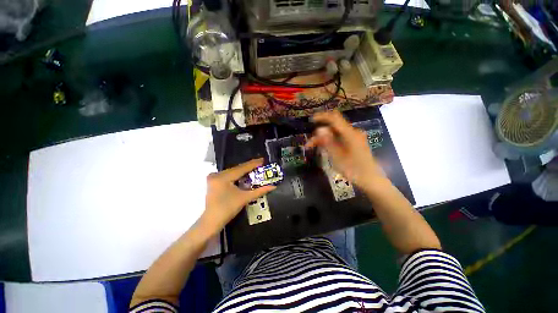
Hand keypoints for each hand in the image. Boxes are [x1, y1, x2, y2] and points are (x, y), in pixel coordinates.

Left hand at [199, 158, 275, 233]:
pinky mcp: (213, 181)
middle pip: (237, 169)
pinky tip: (244, 174)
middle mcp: (216, 174)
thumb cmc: (227, 210)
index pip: (242, 168)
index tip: (263, 160)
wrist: (211, 222)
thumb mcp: (244, 198)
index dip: (253, 164)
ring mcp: (213, 177)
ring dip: (243, 171)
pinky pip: (228, 175)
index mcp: (223, 177)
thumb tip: (273, 186)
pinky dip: (237, 175)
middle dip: (249, 167)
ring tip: (255, 168)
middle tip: (260, 164)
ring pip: (233, 171)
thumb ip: (259, 191)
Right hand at [305, 111, 384, 188]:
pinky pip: (339, 137)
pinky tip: (323, 148)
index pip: (335, 118)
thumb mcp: (337, 156)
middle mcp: (353, 132)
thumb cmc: (353, 169)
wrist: (370, 179)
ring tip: (312, 147)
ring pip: (335, 133)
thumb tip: (319, 129)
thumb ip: (328, 142)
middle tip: (309, 143)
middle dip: (320, 132)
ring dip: (323, 138)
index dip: (322, 117)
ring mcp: (354, 137)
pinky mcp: (353, 142)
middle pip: (333, 126)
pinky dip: (330, 141)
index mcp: (350, 134)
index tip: (311, 120)